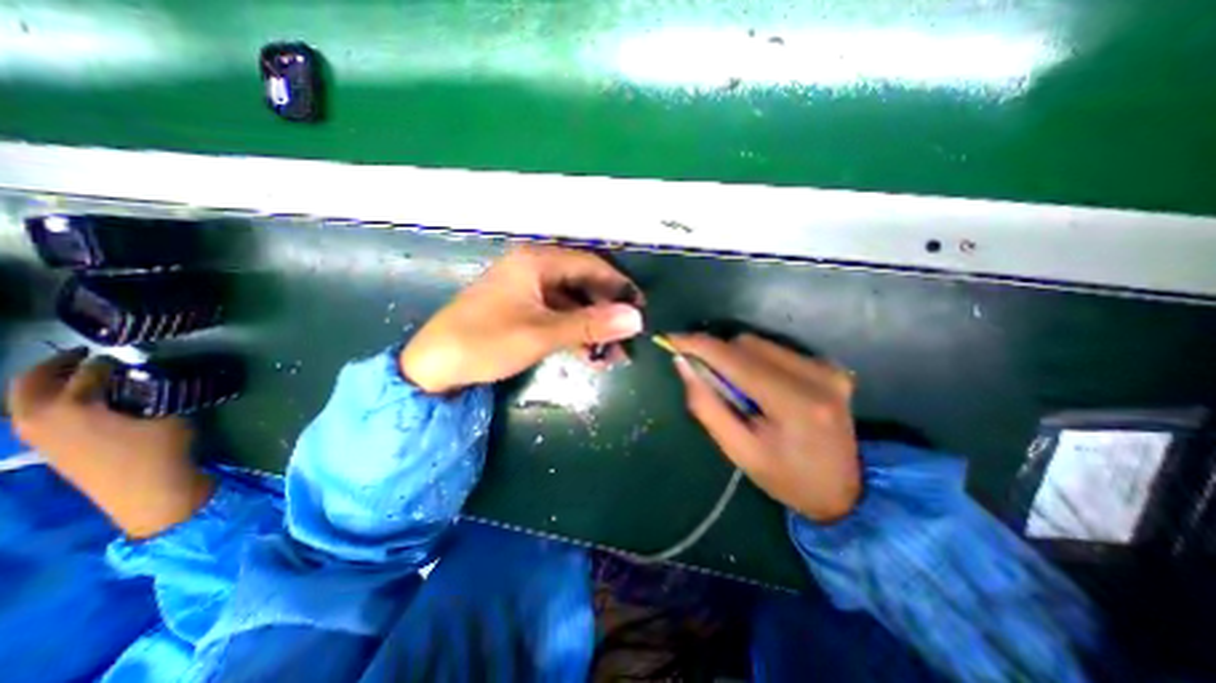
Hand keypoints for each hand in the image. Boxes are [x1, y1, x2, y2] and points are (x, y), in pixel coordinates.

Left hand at [4, 351, 214, 539]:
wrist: (146, 491)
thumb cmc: (160, 449)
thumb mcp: (168, 415)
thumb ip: (151, 394)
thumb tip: (144, 380)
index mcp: (70, 406)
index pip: (88, 372)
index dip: (108, 359)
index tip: (125, 352)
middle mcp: (40, 418)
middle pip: (30, 383)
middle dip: (54, 365)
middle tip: (84, 354)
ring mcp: (38, 437)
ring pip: (25, 402)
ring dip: (46, 385)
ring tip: (80, 376)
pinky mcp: (49, 449)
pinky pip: (35, 416)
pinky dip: (48, 402)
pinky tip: (80, 402)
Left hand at [404, 245, 644, 394]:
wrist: (434, 365)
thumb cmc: (486, 341)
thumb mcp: (542, 333)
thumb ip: (590, 325)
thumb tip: (636, 319)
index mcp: (537, 261)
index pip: (591, 265)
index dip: (619, 286)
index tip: (640, 310)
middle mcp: (535, 268)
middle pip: (584, 284)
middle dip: (607, 312)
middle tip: (627, 338)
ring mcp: (529, 290)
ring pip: (573, 303)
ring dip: (593, 327)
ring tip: (613, 355)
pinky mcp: (524, 309)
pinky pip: (559, 316)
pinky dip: (575, 333)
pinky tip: (590, 354)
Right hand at [670, 333, 858, 521]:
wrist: (845, 492)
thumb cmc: (785, 478)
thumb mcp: (738, 450)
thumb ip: (706, 404)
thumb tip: (683, 363)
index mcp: (793, 402)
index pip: (734, 359)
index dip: (698, 345)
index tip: (670, 339)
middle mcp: (815, 375)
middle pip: (746, 344)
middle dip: (717, 354)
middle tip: (704, 376)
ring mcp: (826, 367)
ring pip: (759, 343)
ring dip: (736, 357)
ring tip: (735, 388)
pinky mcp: (829, 365)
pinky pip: (775, 349)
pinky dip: (755, 360)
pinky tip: (757, 385)